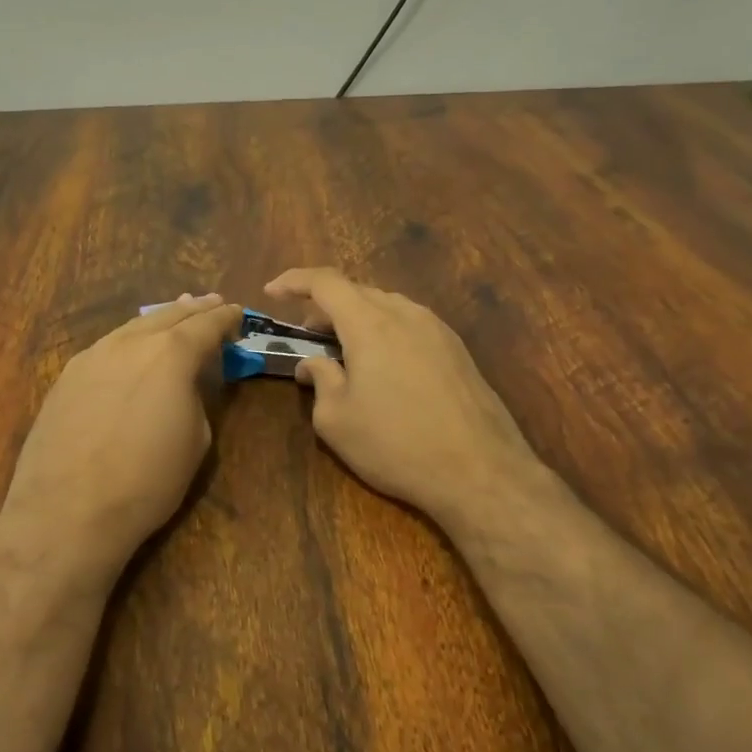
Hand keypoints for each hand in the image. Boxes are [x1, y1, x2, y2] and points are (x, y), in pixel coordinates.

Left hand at [0, 294, 241, 585]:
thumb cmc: (147, 482)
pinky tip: (131, 349)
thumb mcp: (195, 440)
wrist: (68, 510)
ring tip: (174, 314)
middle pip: (168, 316)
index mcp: (171, 354)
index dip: (226, 318)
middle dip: (193, 309)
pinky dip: (128, 340)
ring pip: (133, 327)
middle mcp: (130, 343)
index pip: (206, 324)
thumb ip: (195, 398)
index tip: (238, 312)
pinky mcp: (66, 377)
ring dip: (158, 320)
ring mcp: (92, 356)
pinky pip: (106, 347)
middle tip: (211, 303)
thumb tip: (183, 385)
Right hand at [265, 268, 549, 526]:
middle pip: (357, 292)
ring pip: (386, 307)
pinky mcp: (457, 350)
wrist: (480, 472)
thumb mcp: (337, 420)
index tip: (271, 290)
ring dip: (356, 319)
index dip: (294, 280)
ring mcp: (437, 329)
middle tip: (306, 335)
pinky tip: (382, 366)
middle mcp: (405, 314)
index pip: (325, 282)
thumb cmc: (396, 444)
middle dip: (324, 306)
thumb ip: (319, 380)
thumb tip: (314, 364)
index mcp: (370, 323)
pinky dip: (384, 331)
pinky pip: (410, 324)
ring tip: (343, 352)